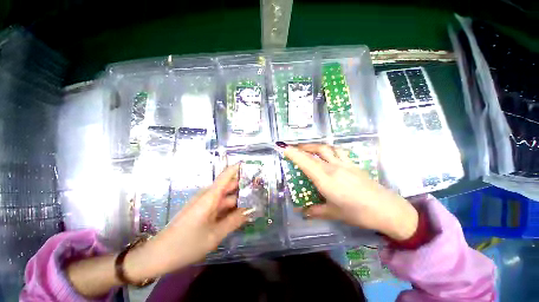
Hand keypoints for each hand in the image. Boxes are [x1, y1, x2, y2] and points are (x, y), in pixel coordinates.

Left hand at [127, 164, 247, 278]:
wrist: (158, 255)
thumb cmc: (186, 244)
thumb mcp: (215, 234)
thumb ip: (235, 220)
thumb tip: (252, 210)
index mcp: (210, 196)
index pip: (227, 175)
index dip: (239, 167)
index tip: (252, 165)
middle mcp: (208, 195)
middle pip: (229, 185)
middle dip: (244, 185)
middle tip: (261, 188)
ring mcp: (205, 203)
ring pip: (226, 196)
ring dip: (239, 198)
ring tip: (255, 201)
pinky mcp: (203, 210)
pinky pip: (220, 205)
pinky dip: (231, 207)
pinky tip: (241, 213)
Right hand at [278, 143, 417, 240]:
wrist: (388, 210)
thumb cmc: (358, 213)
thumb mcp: (333, 213)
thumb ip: (315, 211)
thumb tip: (303, 212)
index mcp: (326, 179)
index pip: (305, 162)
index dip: (293, 153)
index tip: (283, 148)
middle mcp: (333, 167)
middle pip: (315, 151)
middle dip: (301, 147)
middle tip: (292, 148)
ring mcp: (345, 164)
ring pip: (326, 148)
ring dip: (314, 146)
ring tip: (307, 148)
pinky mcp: (353, 164)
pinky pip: (337, 151)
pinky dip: (328, 149)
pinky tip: (327, 154)